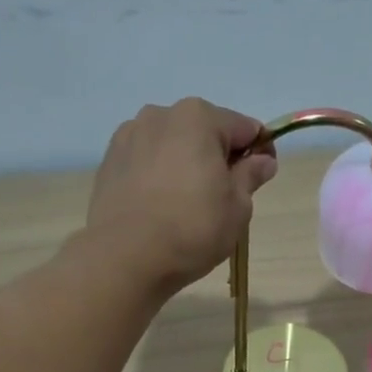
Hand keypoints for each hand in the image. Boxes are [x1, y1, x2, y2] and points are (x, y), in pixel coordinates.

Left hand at [85, 98, 277, 294]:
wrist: (126, 257)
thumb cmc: (193, 228)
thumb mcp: (238, 206)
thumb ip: (251, 176)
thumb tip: (262, 161)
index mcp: (199, 118)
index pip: (245, 127)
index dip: (259, 152)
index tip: (262, 178)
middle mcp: (161, 114)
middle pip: (205, 131)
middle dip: (219, 156)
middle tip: (224, 195)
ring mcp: (130, 135)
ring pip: (173, 144)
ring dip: (187, 163)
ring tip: (188, 202)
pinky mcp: (109, 160)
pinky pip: (147, 160)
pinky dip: (159, 174)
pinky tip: (161, 205)